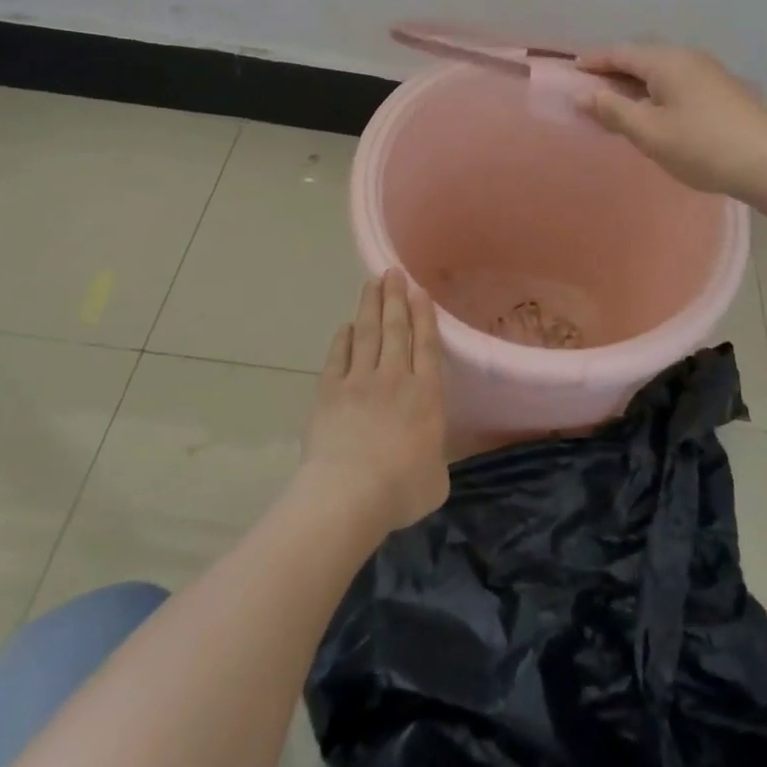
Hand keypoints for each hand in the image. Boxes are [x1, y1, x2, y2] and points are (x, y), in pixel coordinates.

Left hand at [301, 269, 448, 533]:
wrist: (348, 494)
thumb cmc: (400, 490)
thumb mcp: (436, 479)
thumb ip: (435, 456)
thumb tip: (430, 452)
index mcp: (426, 394)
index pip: (427, 344)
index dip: (424, 316)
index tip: (420, 291)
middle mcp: (395, 377)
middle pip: (396, 328)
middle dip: (396, 297)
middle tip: (393, 271)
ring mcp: (359, 381)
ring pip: (368, 333)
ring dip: (371, 305)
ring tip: (373, 282)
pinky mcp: (330, 391)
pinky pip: (338, 356)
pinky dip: (344, 339)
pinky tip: (347, 326)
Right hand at [576, 45, 766, 200]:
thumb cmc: (703, 146)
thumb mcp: (650, 132)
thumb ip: (613, 110)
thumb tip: (582, 94)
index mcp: (667, 61)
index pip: (620, 52)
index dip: (594, 61)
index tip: (572, 69)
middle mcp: (688, 57)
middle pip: (641, 58)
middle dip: (614, 72)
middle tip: (591, 90)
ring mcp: (710, 72)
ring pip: (661, 71)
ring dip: (636, 84)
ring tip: (619, 104)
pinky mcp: (724, 90)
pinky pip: (678, 82)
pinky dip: (657, 91)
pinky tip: (656, 113)